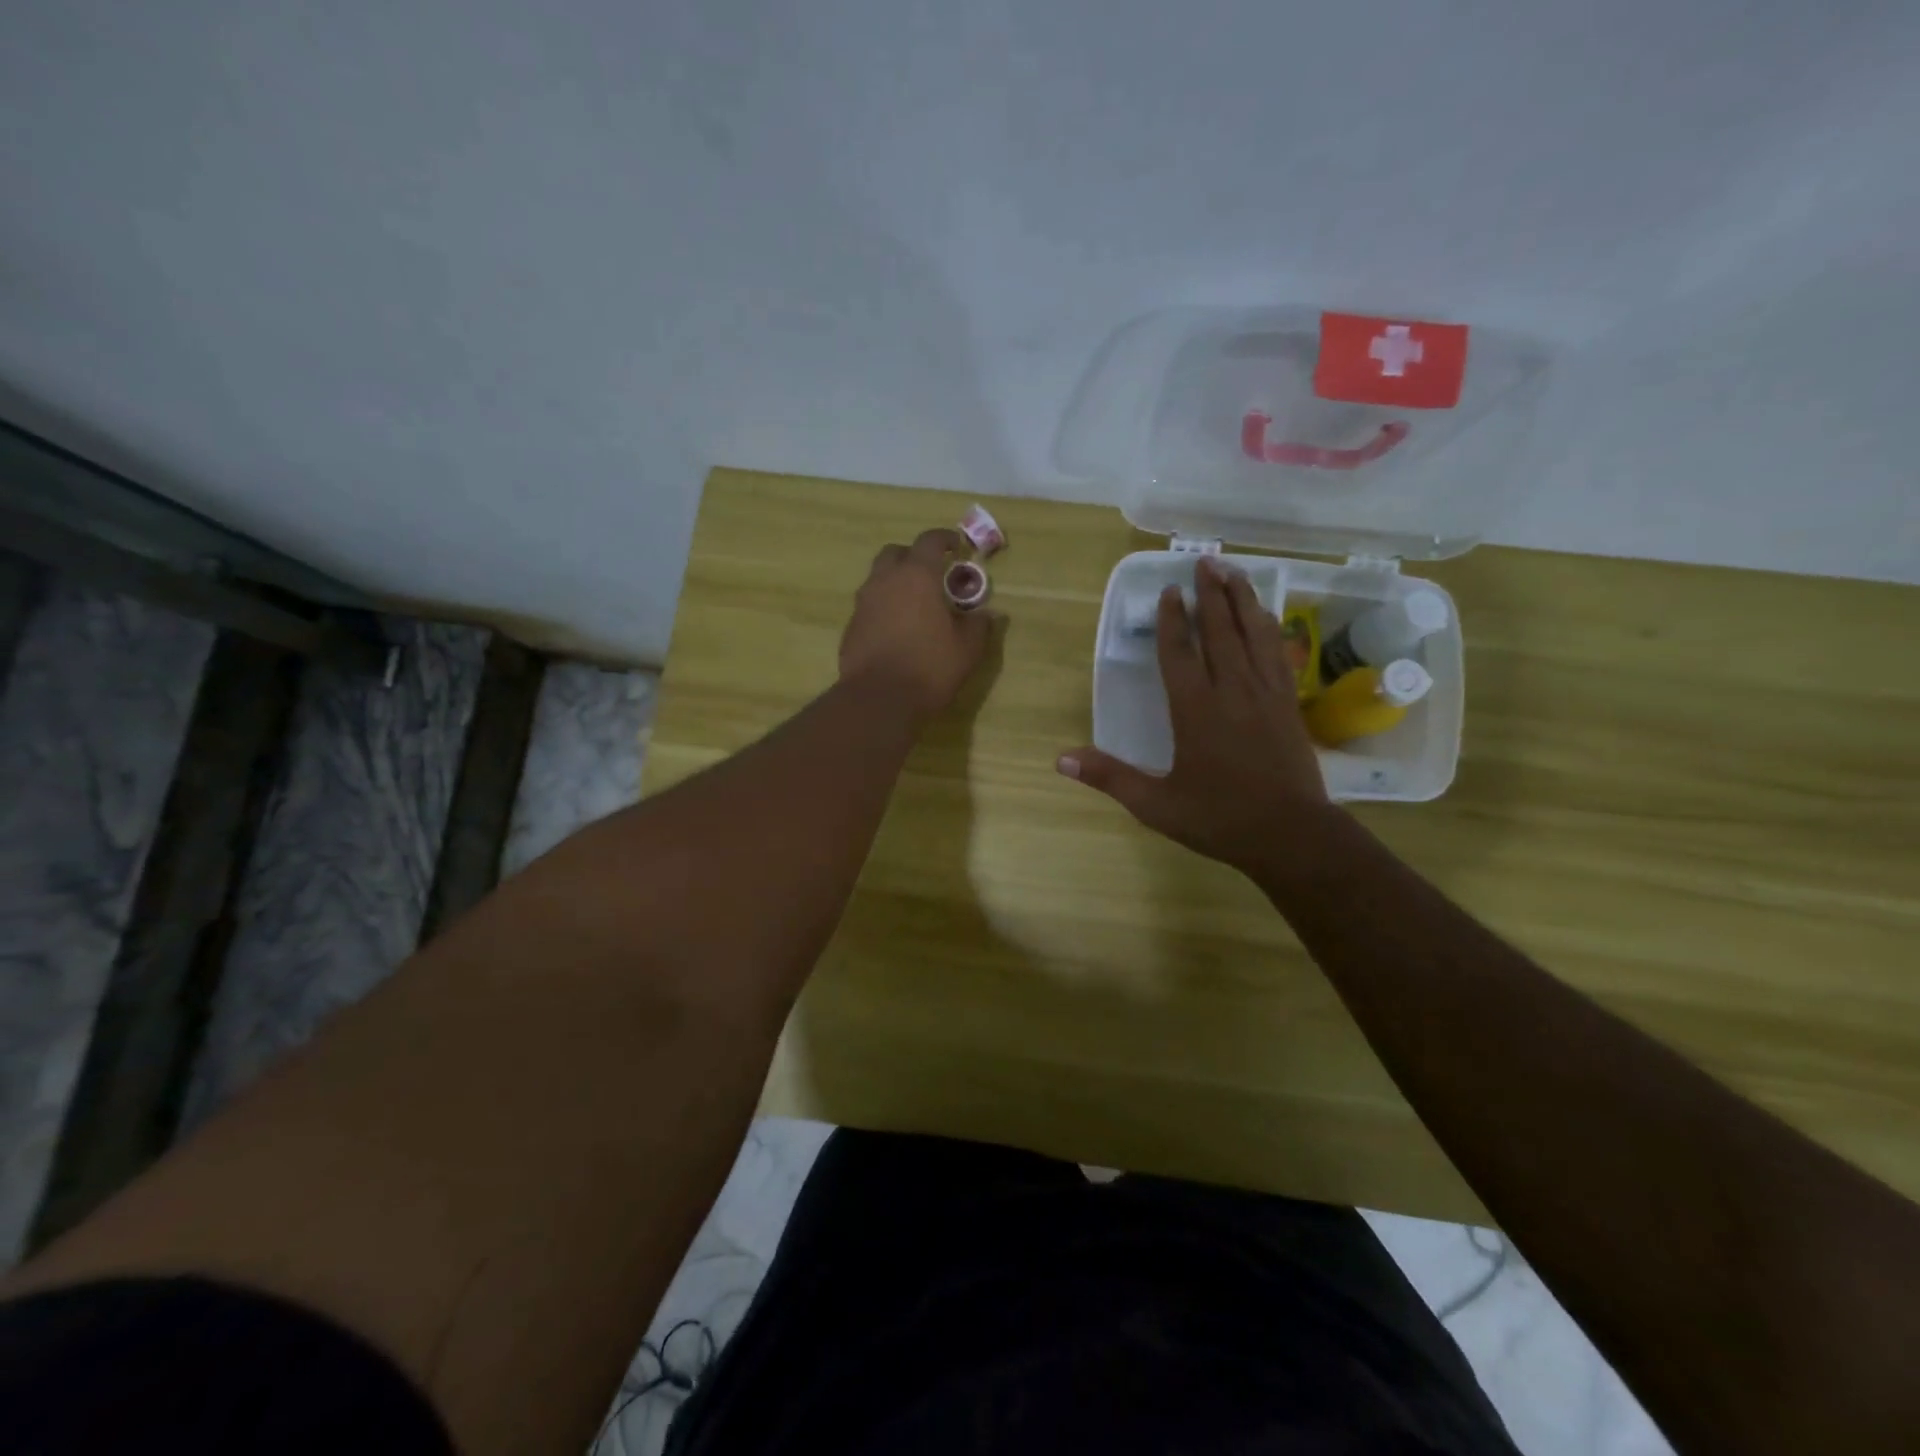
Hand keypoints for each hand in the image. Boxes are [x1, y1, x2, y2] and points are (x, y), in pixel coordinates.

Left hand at [839, 528, 993, 722]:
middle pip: (895, 553)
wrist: (878, 699)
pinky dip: (883, 607)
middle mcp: (885, 581)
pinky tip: (896, 629)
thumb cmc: (929, 668)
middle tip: (931, 573)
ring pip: (878, 578)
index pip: (929, 541)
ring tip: (914, 604)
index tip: (955, 545)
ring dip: (896, 582)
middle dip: (913, 556)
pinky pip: (869, 605)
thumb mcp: (967, 649)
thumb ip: (978, 626)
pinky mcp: (851, 627)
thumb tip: (988, 614)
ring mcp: (864, 603)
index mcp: (917, 576)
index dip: (944, 538)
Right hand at [1058, 555, 1335, 875]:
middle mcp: (1231, 691)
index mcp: (1195, 710)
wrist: (1291, 835)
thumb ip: (1110, 777)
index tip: (1169, 591)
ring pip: (1253, 633)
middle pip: (1220, 630)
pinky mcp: (1288, 704)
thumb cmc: (1219, 819)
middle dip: (1211, 594)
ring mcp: (1265, 694)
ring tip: (1233, 571)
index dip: (1172, 620)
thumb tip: (1061, 759)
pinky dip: (1269, 627)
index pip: (1179, 653)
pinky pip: (1277, 653)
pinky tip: (1266, 615)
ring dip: (1242, 599)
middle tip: (1205, 561)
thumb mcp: (1156, 804)